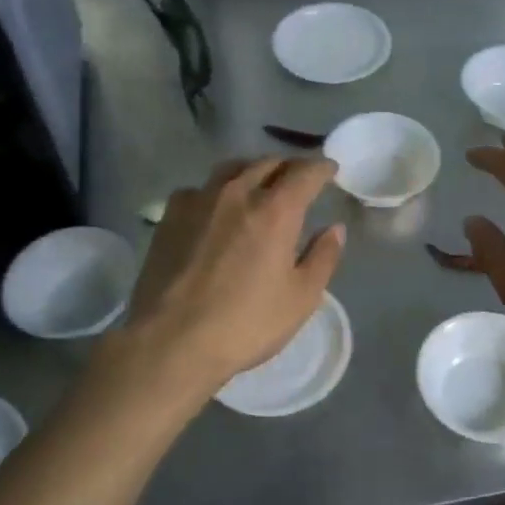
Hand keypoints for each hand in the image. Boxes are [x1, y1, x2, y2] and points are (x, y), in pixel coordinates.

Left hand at [123, 156, 345, 391]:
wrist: (171, 340)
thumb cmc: (246, 323)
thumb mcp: (301, 298)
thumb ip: (323, 257)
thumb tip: (334, 229)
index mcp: (276, 210)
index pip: (305, 173)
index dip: (322, 167)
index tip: (330, 169)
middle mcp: (238, 192)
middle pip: (268, 163)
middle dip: (289, 167)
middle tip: (299, 178)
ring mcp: (199, 200)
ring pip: (232, 168)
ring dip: (253, 170)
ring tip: (259, 183)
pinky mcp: (170, 215)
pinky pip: (200, 188)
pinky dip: (217, 190)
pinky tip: (215, 208)